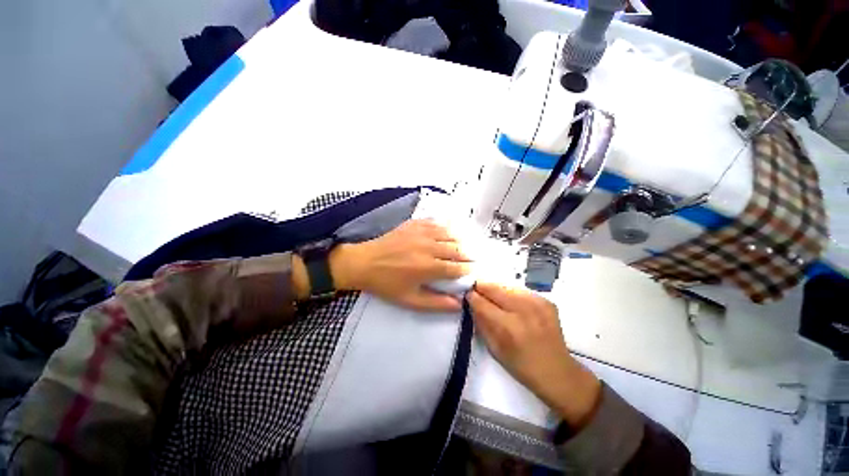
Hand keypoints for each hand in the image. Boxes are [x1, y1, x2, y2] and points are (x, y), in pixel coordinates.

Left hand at [330, 220, 471, 311]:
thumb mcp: (409, 300)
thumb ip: (435, 303)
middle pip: (457, 249)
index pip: (457, 268)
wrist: (364, 262)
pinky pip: (436, 223)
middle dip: (467, 255)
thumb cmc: (387, 284)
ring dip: (459, 240)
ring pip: (449, 233)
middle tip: (471, 259)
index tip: (473, 271)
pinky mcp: (414, 224)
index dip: (468, 270)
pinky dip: (445, 227)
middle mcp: (429, 247)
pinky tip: (447, 231)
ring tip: (463, 246)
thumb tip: (458, 304)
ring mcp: (421, 233)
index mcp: (428, 267)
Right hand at [468, 282, 601, 428]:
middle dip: (482, 287)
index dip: (471, 296)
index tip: (466, 294)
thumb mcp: (494, 349)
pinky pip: (521, 290)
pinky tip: (511, 302)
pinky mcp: (546, 301)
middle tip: (476, 290)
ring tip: (493, 296)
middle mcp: (523, 311)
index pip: (482, 302)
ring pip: (507, 286)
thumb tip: (472, 303)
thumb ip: (481, 323)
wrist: (558, 372)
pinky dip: (511, 293)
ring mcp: (537, 303)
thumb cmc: (522, 366)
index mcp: (509, 327)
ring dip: (496, 289)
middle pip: (494, 288)